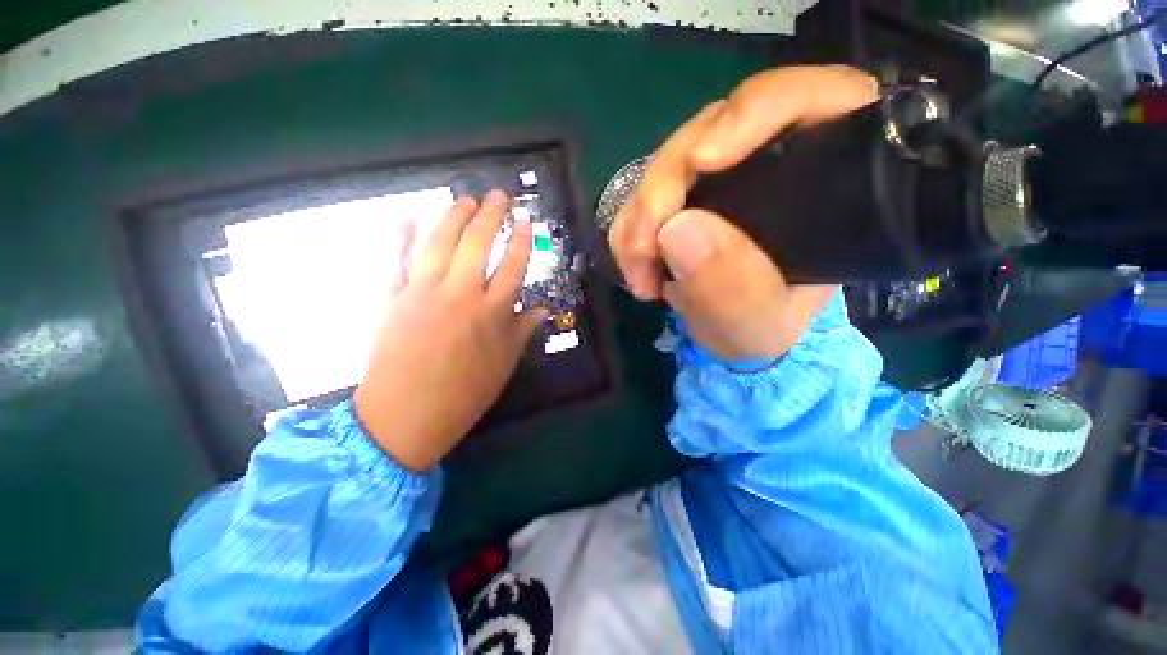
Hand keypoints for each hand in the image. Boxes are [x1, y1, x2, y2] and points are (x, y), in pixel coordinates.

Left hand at [354, 191, 545, 471]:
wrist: (406, 417)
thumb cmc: (464, 394)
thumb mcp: (503, 365)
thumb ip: (523, 331)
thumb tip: (543, 308)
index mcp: (491, 312)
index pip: (512, 265)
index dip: (520, 240)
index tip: (525, 221)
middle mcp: (460, 294)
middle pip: (477, 244)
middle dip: (490, 215)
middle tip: (497, 195)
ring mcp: (422, 292)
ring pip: (439, 243)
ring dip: (453, 216)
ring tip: (464, 199)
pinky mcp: (391, 299)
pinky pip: (394, 261)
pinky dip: (398, 237)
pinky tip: (406, 217)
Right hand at [608, 65, 877, 361]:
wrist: (732, 334)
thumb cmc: (763, 327)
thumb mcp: (758, 322)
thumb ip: (732, 286)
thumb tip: (676, 230)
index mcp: (822, 178)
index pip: (811, 99)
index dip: (753, 112)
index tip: (700, 162)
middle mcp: (769, 160)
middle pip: (710, 131)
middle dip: (663, 189)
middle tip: (644, 251)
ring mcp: (720, 173)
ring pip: (666, 162)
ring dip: (638, 217)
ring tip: (641, 275)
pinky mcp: (684, 194)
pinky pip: (642, 193)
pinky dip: (629, 229)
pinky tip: (637, 267)